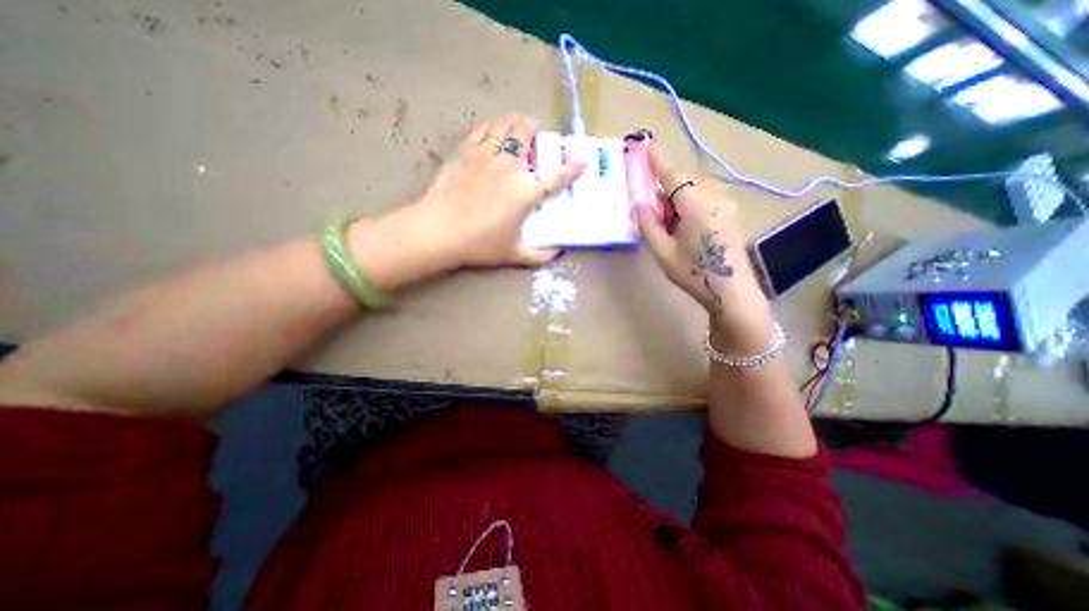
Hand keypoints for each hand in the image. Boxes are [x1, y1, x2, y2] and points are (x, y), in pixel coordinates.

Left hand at [412, 114, 582, 266]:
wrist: (439, 231)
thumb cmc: (480, 245)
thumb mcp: (513, 255)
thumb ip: (539, 256)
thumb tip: (558, 254)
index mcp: (525, 193)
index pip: (555, 176)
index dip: (572, 168)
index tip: (583, 159)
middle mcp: (510, 168)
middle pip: (528, 138)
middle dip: (538, 131)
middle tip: (541, 134)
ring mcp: (486, 156)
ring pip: (506, 127)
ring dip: (517, 122)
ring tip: (521, 123)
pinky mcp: (466, 153)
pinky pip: (483, 130)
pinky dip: (493, 125)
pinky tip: (496, 127)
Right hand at [634, 142, 777, 351]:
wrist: (731, 290)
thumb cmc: (693, 272)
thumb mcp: (663, 252)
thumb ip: (648, 225)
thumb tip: (639, 204)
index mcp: (695, 204)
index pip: (673, 175)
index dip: (657, 161)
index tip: (646, 145)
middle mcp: (713, 198)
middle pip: (684, 182)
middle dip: (665, 188)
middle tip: (651, 208)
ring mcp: (724, 205)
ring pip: (694, 190)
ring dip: (677, 198)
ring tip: (667, 223)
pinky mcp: (729, 214)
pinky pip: (704, 199)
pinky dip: (689, 204)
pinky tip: (683, 226)